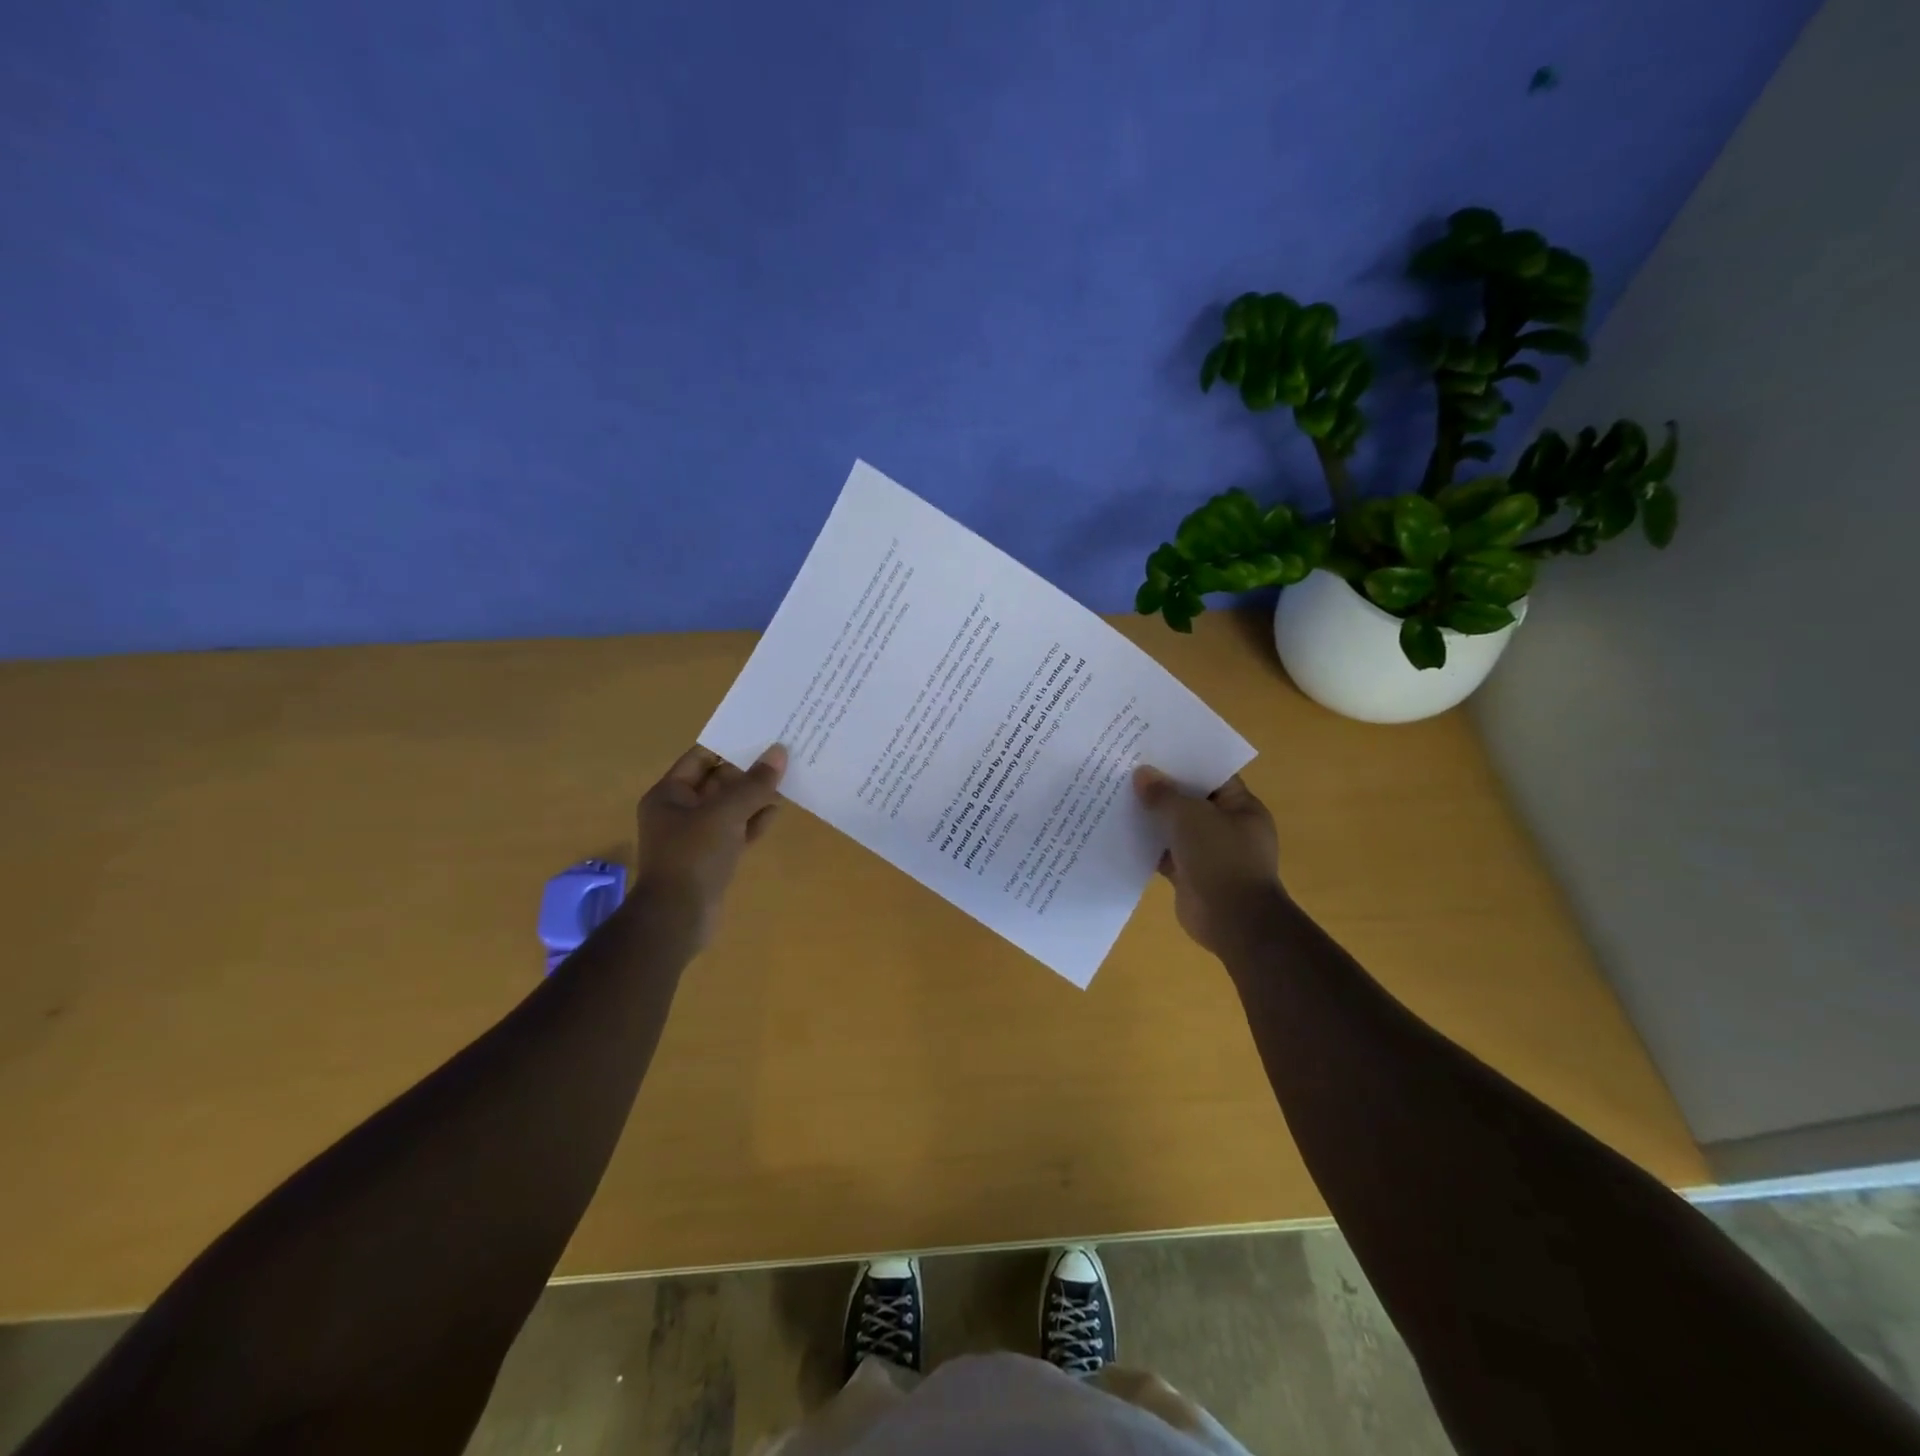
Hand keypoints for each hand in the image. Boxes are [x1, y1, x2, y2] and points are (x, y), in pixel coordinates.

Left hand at [634, 745, 786, 940]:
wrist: (678, 918)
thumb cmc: (693, 856)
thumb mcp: (725, 813)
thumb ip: (754, 784)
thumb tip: (779, 752)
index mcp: (669, 794)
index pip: (701, 758)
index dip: (730, 746)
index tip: (762, 735)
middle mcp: (680, 811)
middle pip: (718, 782)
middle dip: (748, 771)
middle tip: (782, 755)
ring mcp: (697, 837)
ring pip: (730, 807)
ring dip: (755, 796)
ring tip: (787, 779)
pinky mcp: (713, 858)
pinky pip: (736, 831)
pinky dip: (754, 821)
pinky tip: (777, 811)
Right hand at [1132, 765, 1285, 957]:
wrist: (1234, 921)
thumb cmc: (1221, 859)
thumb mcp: (1190, 817)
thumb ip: (1164, 794)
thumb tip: (1142, 775)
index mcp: (1241, 806)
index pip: (1212, 775)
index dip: (1184, 761)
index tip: (1152, 750)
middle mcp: (1227, 827)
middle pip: (1190, 800)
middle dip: (1161, 789)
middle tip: (1126, 770)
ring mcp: (1209, 853)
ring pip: (1175, 828)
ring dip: (1151, 818)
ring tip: (1116, 798)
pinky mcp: (1190, 875)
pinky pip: (1165, 853)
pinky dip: (1147, 846)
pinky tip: (1119, 833)